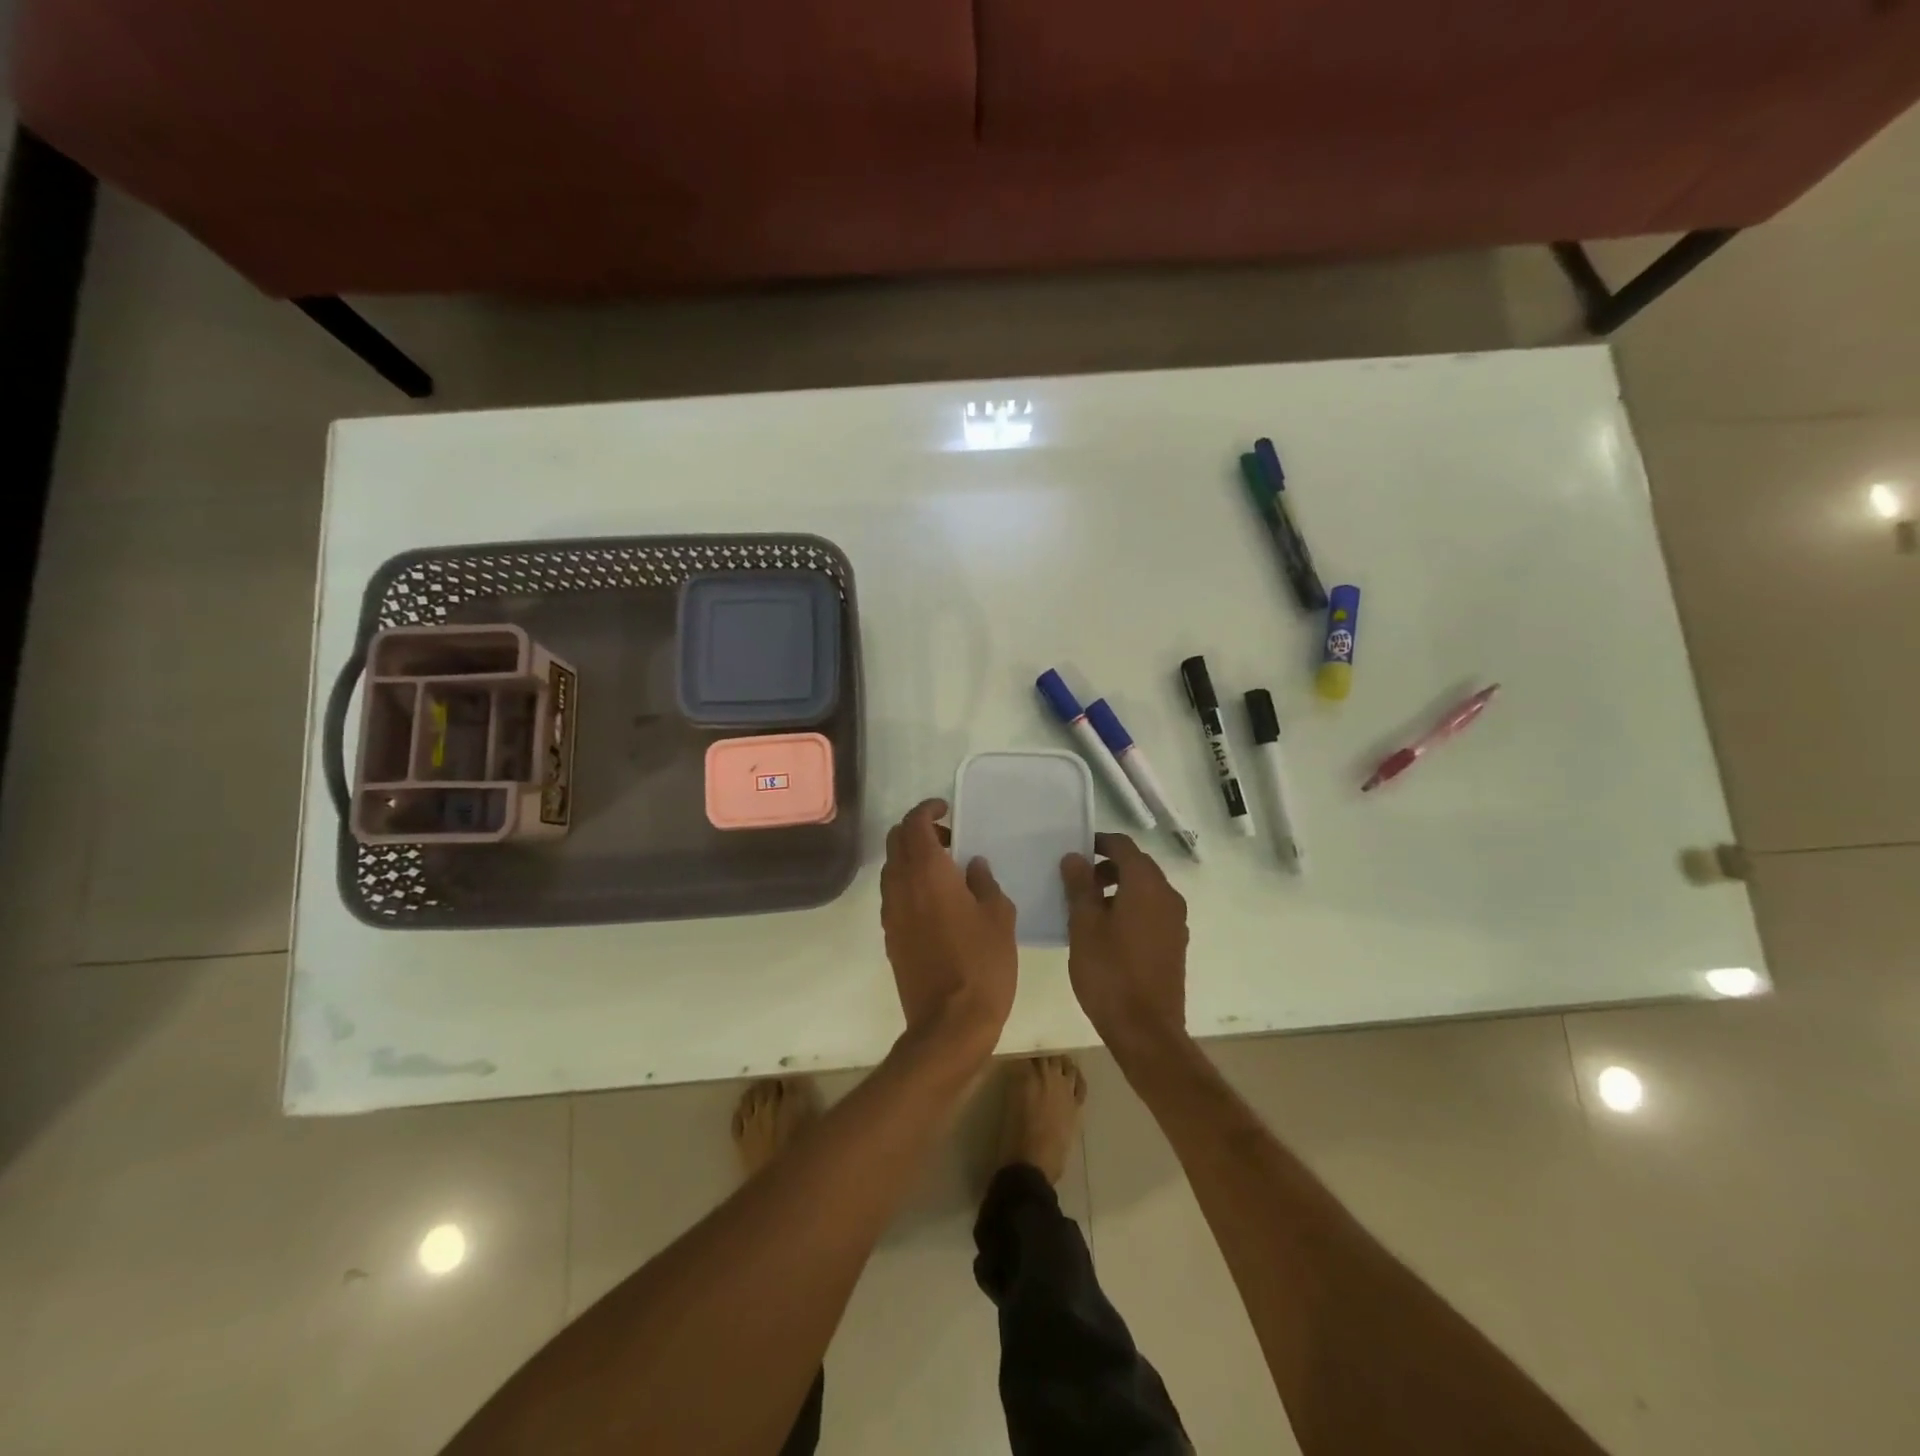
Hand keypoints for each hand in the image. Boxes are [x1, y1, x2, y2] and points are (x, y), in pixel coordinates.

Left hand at [880, 799, 1016, 1063]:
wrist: (949, 1023)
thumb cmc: (982, 963)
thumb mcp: (999, 916)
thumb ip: (984, 882)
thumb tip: (972, 866)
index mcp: (928, 871)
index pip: (914, 823)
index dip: (927, 809)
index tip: (946, 809)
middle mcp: (902, 885)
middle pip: (896, 840)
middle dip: (917, 830)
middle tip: (948, 839)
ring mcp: (891, 911)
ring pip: (891, 867)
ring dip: (911, 857)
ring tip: (945, 870)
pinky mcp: (890, 935)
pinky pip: (893, 894)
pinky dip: (908, 883)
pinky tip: (936, 901)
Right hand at [1061, 833, 1189, 1054]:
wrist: (1146, 1030)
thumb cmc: (1109, 972)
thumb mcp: (1084, 926)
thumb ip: (1080, 886)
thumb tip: (1076, 858)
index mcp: (1146, 886)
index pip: (1124, 846)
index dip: (1100, 843)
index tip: (1076, 851)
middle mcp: (1168, 897)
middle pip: (1138, 866)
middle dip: (1108, 866)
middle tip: (1077, 880)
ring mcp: (1175, 922)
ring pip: (1146, 890)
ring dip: (1119, 888)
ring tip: (1088, 907)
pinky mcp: (1175, 944)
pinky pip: (1152, 911)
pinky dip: (1131, 907)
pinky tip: (1107, 931)